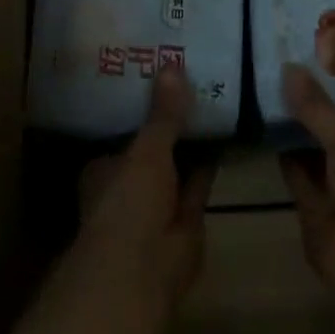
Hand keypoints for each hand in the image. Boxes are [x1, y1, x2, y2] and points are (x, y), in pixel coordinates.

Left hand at [78, 67, 215, 307]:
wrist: (144, 268)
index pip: (123, 131)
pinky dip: (213, 160)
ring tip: (216, 97)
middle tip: (195, 81)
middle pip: (153, 147)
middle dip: (172, 123)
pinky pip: (201, 180)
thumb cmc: (128, 203)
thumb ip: (163, 114)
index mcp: (105, 169)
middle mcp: (129, 185)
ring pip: (179, 164)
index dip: (141, 107)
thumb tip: (172, 65)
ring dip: (195, 141)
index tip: (161, 79)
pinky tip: (229, 131)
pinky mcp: (187, 216)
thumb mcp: (146, 150)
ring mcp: (158, 203)